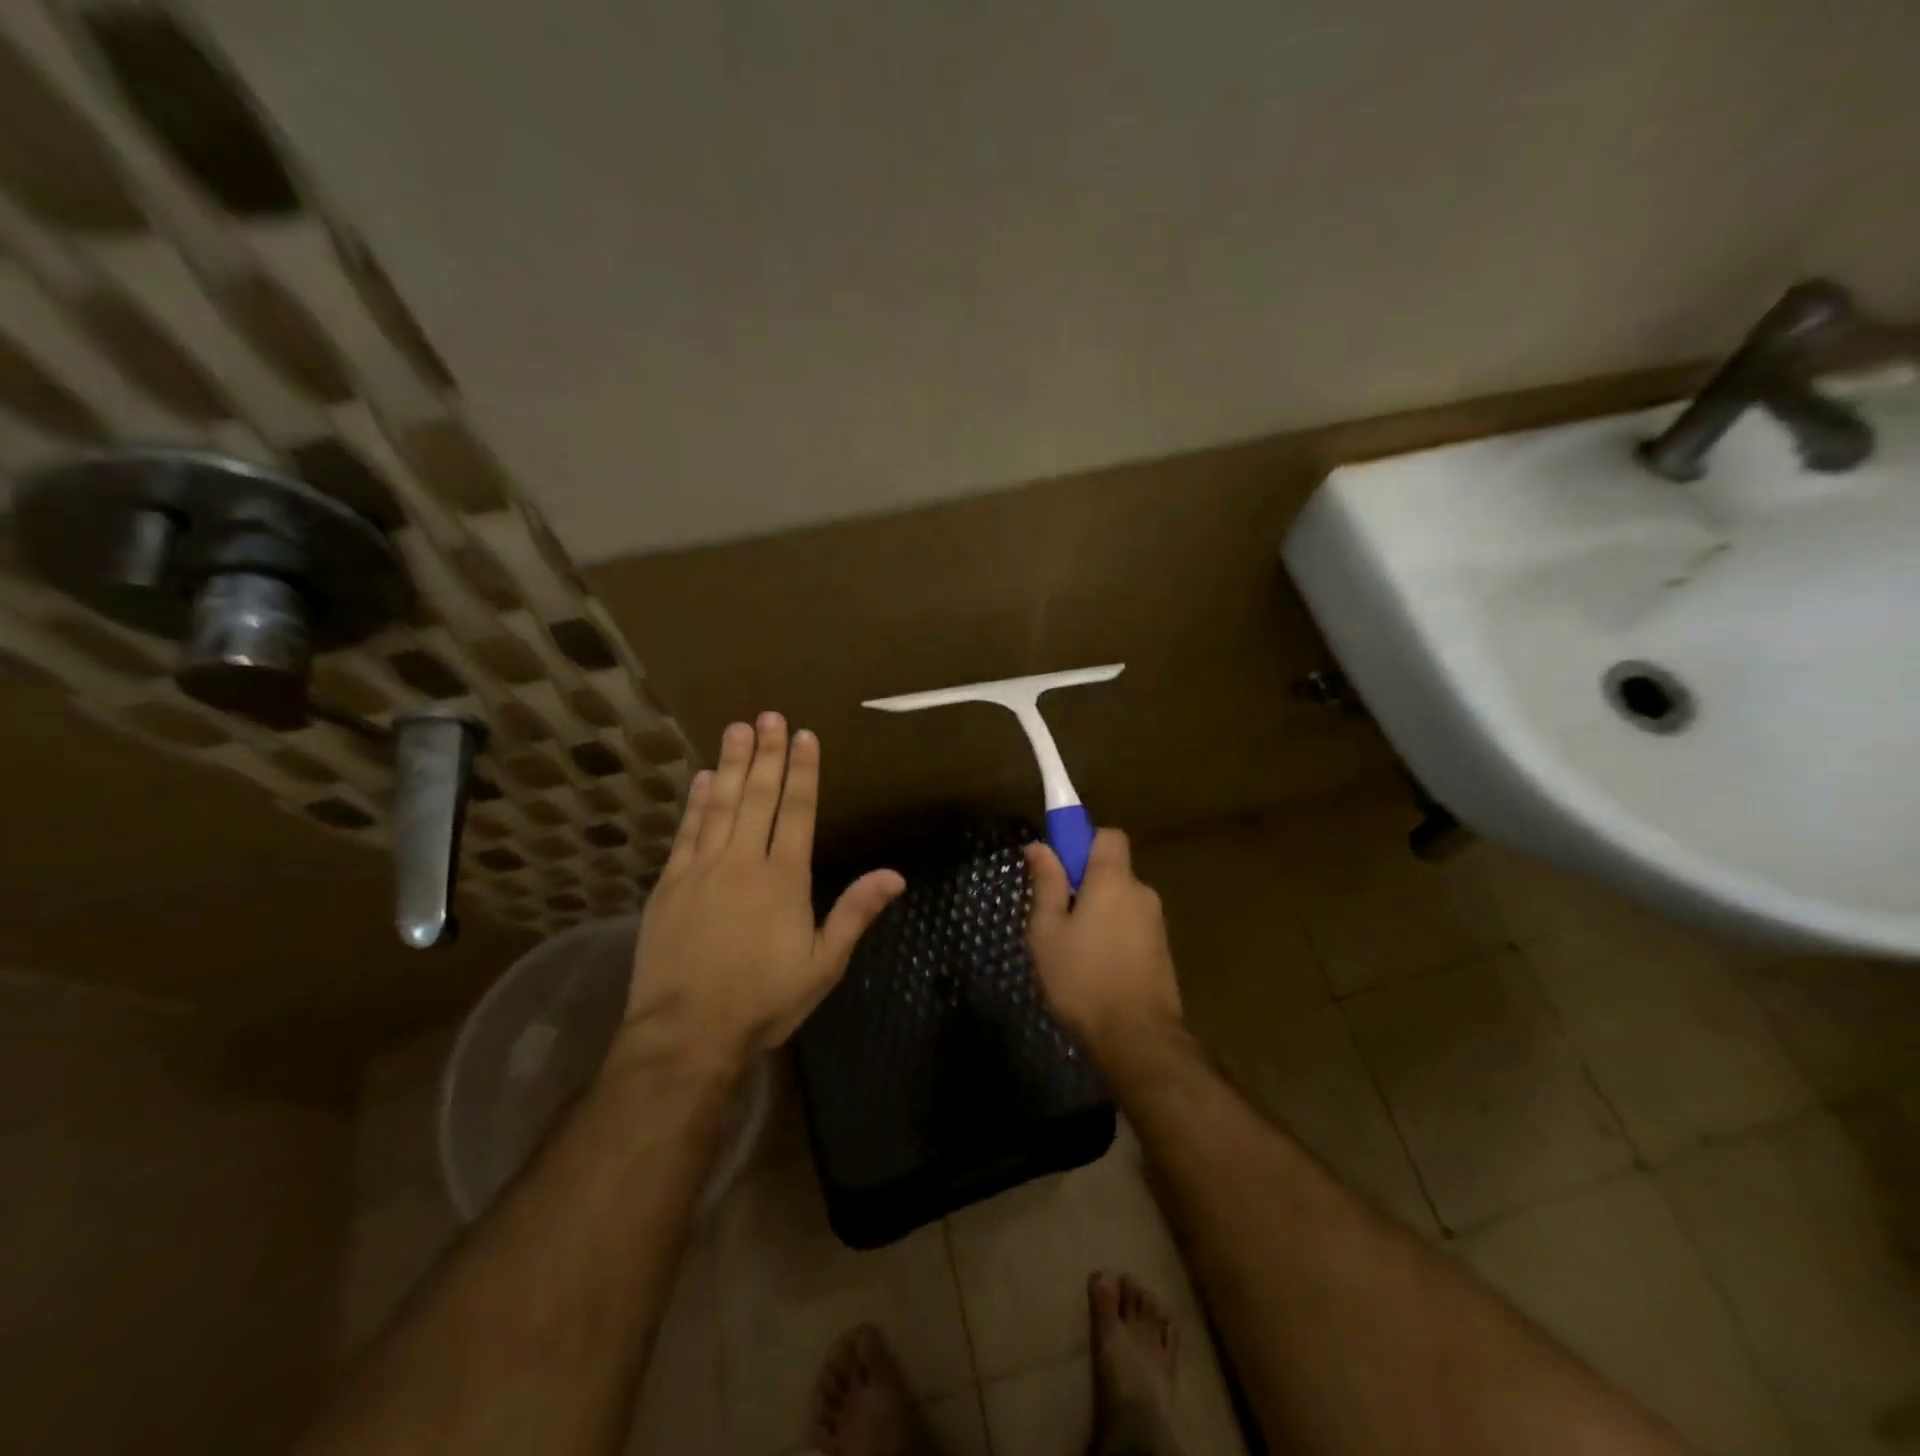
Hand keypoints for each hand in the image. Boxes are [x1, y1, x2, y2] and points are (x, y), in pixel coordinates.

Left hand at [623, 713, 904, 1073]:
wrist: (686, 1032)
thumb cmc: (763, 1000)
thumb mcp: (823, 964)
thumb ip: (855, 912)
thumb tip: (896, 875)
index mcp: (784, 878)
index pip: (797, 811)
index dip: (803, 771)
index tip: (804, 736)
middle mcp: (743, 862)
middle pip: (759, 797)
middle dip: (768, 754)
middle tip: (770, 716)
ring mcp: (702, 869)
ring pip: (721, 804)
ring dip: (732, 764)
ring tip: (738, 728)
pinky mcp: (670, 884)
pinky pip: (687, 832)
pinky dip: (696, 802)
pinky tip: (703, 778)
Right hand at [1024, 829, 1183, 1056]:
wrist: (1138, 1039)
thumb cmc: (1082, 979)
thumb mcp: (1047, 931)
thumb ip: (1046, 885)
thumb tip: (1040, 846)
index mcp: (1113, 880)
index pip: (1108, 836)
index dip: (1083, 842)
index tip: (1060, 866)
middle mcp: (1141, 893)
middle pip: (1112, 871)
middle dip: (1085, 884)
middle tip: (1055, 917)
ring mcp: (1156, 924)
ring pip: (1120, 902)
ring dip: (1098, 914)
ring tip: (1071, 951)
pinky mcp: (1162, 952)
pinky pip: (1131, 927)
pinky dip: (1113, 936)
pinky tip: (1094, 969)